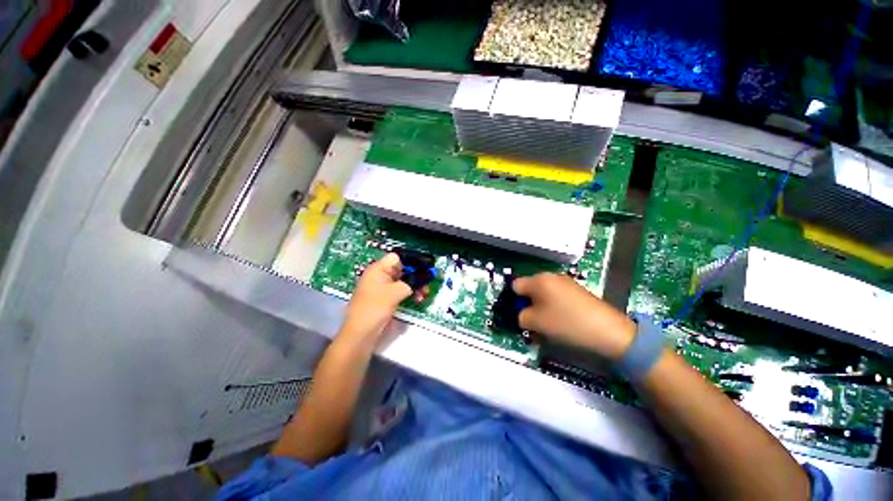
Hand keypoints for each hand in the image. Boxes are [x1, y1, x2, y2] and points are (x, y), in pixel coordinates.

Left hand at [339, 253, 424, 344]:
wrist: (360, 335)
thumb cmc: (375, 308)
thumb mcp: (395, 292)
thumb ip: (411, 282)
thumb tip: (425, 276)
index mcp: (378, 269)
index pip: (397, 257)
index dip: (411, 261)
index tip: (425, 267)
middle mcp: (380, 276)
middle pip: (402, 269)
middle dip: (416, 275)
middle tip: (428, 282)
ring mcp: (383, 288)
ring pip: (403, 281)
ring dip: (415, 285)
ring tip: (425, 293)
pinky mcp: (386, 299)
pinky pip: (401, 291)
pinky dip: (410, 293)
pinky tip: (419, 299)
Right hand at [513, 273, 635, 359]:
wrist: (608, 331)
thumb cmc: (566, 323)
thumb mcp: (535, 323)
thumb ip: (520, 317)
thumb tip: (521, 315)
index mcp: (539, 280)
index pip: (515, 286)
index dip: (513, 300)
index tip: (517, 315)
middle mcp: (551, 276)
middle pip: (530, 289)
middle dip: (527, 305)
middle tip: (530, 322)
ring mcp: (566, 283)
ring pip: (543, 294)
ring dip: (540, 308)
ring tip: (546, 325)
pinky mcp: (578, 291)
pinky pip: (557, 298)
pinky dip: (554, 308)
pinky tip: (561, 322)